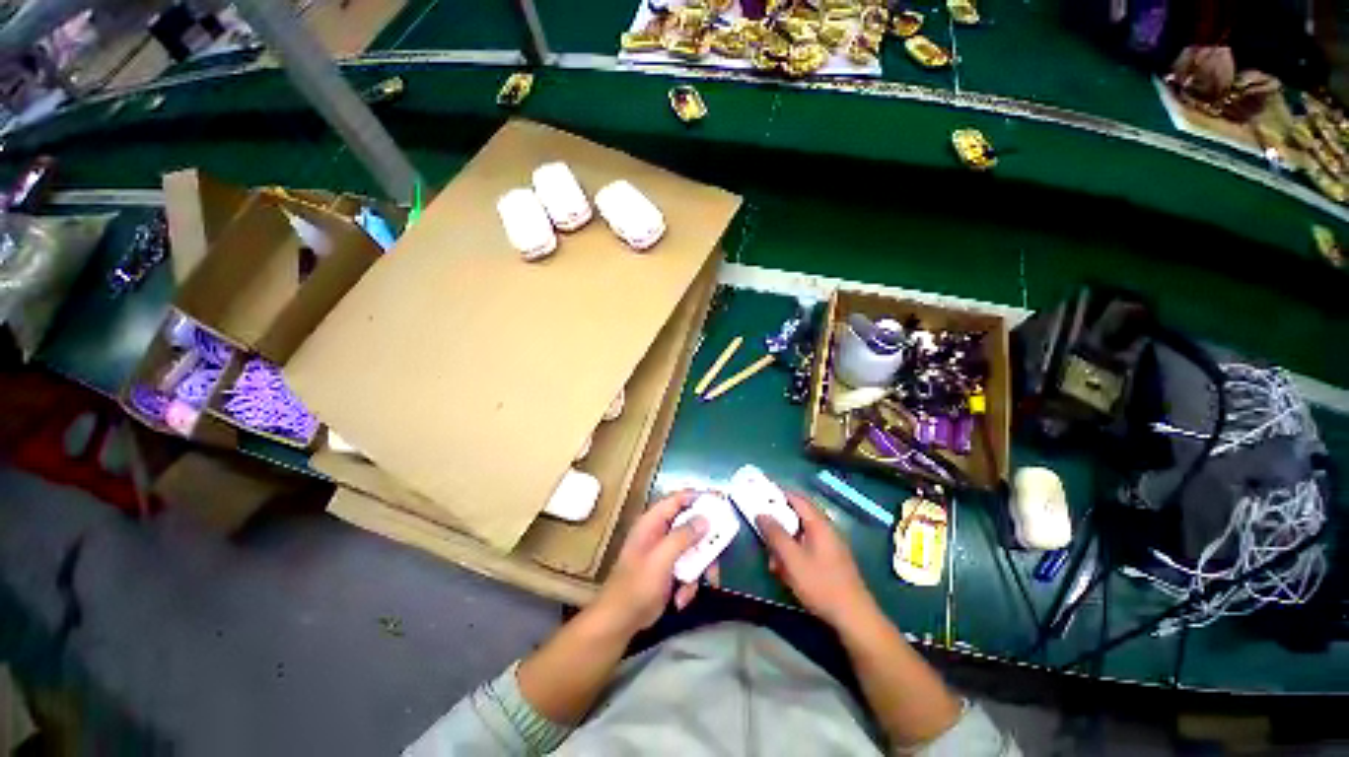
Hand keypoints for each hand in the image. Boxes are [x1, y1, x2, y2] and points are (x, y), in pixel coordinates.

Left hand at [593, 491, 714, 635]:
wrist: (620, 621)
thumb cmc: (637, 585)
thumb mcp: (661, 559)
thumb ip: (683, 537)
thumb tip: (705, 519)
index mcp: (653, 522)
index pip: (678, 499)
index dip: (699, 497)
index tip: (721, 501)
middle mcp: (660, 532)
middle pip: (691, 525)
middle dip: (705, 541)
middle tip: (718, 550)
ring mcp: (665, 552)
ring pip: (694, 549)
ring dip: (699, 568)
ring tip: (700, 584)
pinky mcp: (669, 570)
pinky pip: (689, 568)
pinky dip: (689, 583)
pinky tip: (681, 598)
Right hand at [757, 493, 876, 629]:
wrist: (853, 618)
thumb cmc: (820, 584)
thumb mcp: (791, 559)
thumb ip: (775, 534)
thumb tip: (761, 513)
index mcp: (819, 524)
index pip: (797, 498)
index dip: (778, 494)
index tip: (760, 494)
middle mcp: (826, 530)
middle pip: (798, 517)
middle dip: (778, 525)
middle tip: (763, 534)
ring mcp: (831, 546)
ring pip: (801, 535)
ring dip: (785, 545)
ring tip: (773, 564)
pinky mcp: (831, 561)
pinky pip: (808, 549)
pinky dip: (794, 555)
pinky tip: (786, 573)